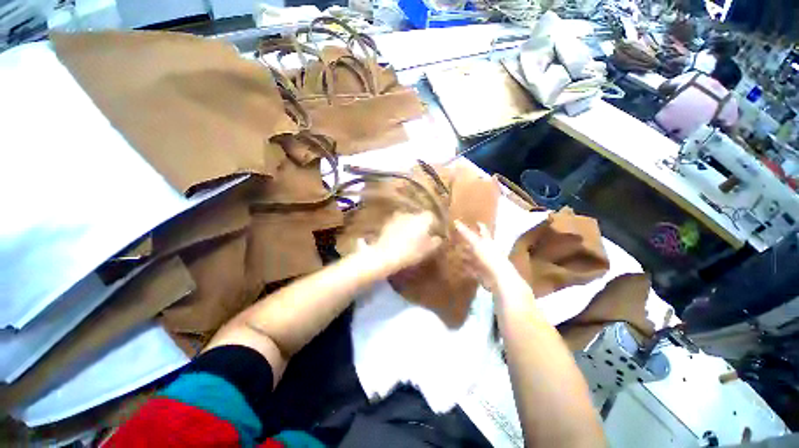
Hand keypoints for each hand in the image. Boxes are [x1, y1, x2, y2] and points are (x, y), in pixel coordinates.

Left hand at [368, 212, 442, 271]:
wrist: (385, 255)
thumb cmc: (409, 253)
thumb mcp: (425, 251)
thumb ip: (434, 243)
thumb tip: (438, 239)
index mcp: (422, 220)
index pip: (430, 216)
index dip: (433, 223)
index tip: (433, 231)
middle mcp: (410, 215)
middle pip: (418, 216)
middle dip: (420, 224)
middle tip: (422, 235)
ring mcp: (397, 218)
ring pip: (407, 219)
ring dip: (409, 225)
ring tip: (410, 236)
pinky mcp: (387, 223)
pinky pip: (397, 223)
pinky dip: (400, 228)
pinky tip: (399, 237)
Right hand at [454, 220, 525, 295]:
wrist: (499, 278)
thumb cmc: (489, 256)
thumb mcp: (476, 243)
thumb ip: (466, 233)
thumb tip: (455, 221)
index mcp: (488, 242)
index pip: (483, 231)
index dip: (479, 226)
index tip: (475, 222)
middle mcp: (487, 251)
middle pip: (477, 245)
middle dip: (469, 243)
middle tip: (458, 240)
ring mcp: (484, 263)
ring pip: (473, 258)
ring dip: (466, 256)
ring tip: (455, 254)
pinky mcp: (481, 274)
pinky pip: (471, 270)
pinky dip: (465, 268)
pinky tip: (458, 267)